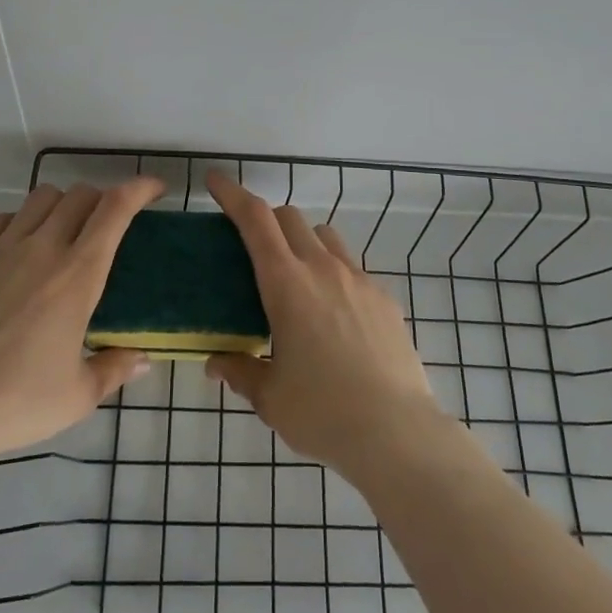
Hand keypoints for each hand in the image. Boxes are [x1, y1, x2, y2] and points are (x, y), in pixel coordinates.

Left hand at [0, 179, 161, 462]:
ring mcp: (1, 250)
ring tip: (63, 233)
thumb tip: (144, 359)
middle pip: (80, 195)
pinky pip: (1, 220)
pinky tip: (18, 249)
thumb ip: (115, 368)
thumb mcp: (78, 395)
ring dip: (62, 205)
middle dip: (102, 200)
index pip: (115, 208)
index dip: (140, 188)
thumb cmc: (17, 403)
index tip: (156, 189)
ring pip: (41, 198)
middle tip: (107, 225)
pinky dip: (20, 222)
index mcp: (78, 275)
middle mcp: (43, 249)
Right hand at [204, 171, 446, 476]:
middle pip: (289, 217)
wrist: (396, 432)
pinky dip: (332, 271)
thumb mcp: (270, 397)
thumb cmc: (322, 412)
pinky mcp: (383, 297)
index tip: (215, 180)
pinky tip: (333, 312)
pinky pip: (351, 267)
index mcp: (286, 283)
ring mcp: (358, 279)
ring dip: (302, 240)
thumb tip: (216, 363)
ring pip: (324, 235)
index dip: (232, 193)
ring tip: (295, 277)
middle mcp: (322, 268)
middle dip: (266, 219)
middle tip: (252, 247)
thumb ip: (240, 372)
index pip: (254, 219)